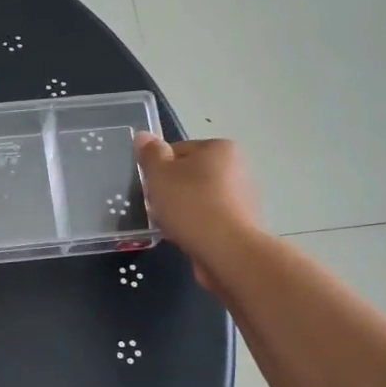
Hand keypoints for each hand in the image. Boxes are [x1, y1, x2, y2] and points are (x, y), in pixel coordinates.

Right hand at [134, 134, 258, 290]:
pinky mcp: (241, 224)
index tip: (150, 187)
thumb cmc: (191, 204)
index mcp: (219, 148)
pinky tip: (185, 238)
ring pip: (198, 199)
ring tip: (170, 226)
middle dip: (170, 191)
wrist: (227, 251)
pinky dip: (195, 226)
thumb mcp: (160, 174)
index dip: (158, 168)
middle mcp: (237, 168)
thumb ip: (150, 153)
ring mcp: (242, 198)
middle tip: (157, 208)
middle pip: (189, 175)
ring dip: (181, 210)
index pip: (177, 150)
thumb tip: (143, 135)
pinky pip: (209, 219)